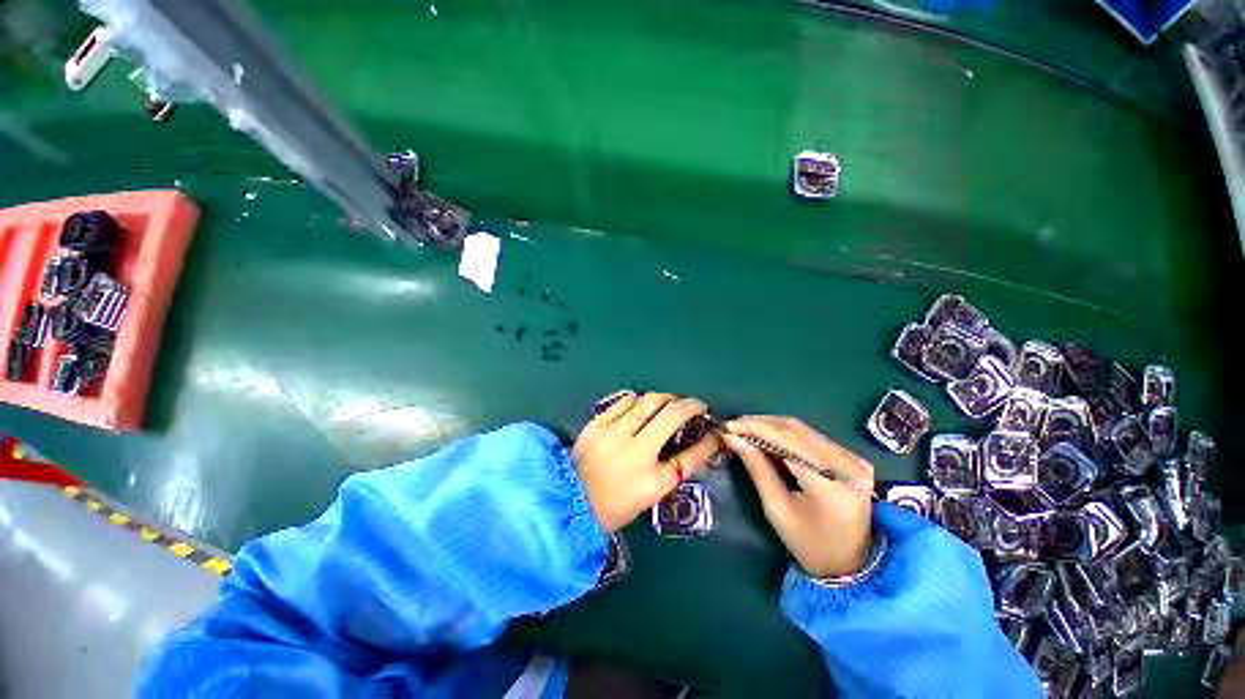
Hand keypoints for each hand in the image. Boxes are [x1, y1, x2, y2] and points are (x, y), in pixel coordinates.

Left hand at [572, 391, 723, 532]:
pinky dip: (638, 400)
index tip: (715, 431)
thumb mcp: (648, 495)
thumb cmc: (613, 506)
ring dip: (665, 399)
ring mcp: (615, 434)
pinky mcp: (598, 424)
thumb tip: (688, 446)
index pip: (691, 456)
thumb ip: (669, 471)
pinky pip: (625, 401)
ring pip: (649, 402)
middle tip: (695, 406)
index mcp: (653, 482)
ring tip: (669, 401)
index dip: (708, 441)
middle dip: (691, 406)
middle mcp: (637, 453)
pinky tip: (640, 404)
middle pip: (673, 416)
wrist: (569, 502)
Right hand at [723, 417, 874, 577]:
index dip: (757, 429)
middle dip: (762, 424)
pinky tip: (769, 438)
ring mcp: (854, 460)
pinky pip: (813, 437)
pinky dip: (787, 434)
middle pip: (797, 430)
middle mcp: (848, 467)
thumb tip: (733, 437)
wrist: (851, 563)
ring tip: (747, 429)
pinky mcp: (853, 459)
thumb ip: (757, 468)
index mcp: (831, 487)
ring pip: (804, 430)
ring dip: (773, 426)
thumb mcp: (776, 509)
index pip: (789, 442)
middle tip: (735, 425)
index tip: (729, 425)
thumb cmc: (808, 543)